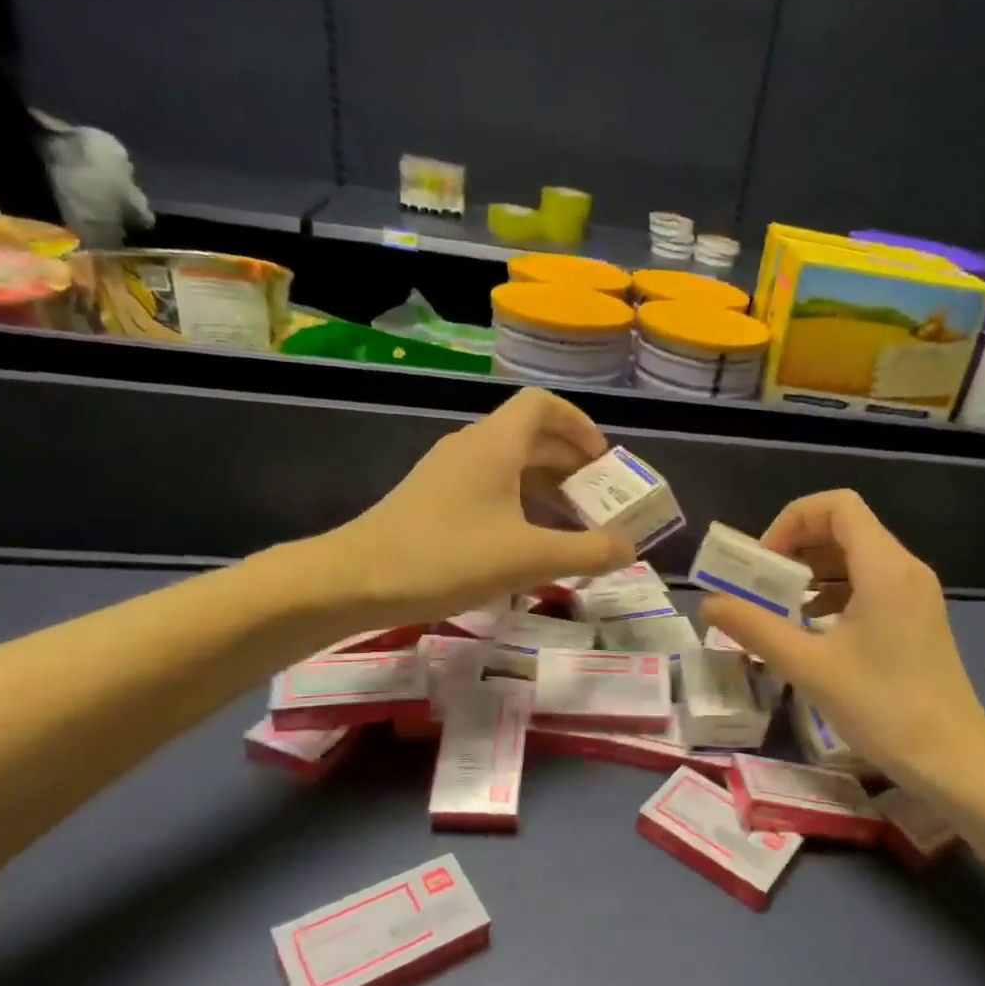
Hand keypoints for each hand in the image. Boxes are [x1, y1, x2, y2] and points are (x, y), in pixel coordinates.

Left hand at [307, 388, 632, 625]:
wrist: (355, 580)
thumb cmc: (447, 558)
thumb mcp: (529, 558)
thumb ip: (588, 551)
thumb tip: (629, 547)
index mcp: (496, 444)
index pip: (544, 405)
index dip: (580, 425)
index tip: (604, 463)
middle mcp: (473, 447)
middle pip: (532, 436)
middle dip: (572, 464)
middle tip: (599, 501)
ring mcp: (450, 473)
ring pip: (511, 464)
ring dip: (548, 488)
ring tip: (572, 527)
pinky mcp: (435, 500)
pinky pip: (491, 487)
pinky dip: (521, 505)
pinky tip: (528, 544)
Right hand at [699, 490, 984, 791]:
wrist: (953, 757)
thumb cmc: (883, 707)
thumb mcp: (809, 667)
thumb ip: (755, 629)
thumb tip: (709, 603)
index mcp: (885, 567)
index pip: (836, 506)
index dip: (791, 521)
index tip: (763, 562)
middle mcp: (905, 568)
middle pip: (845, 527)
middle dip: (797, 546)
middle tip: (762, 583)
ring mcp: (916, 593)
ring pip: (857, 557)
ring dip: (814, 571)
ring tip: (781, 606)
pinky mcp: (918, 617)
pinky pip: (871, 583)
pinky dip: (836, 591)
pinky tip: (814, 627)